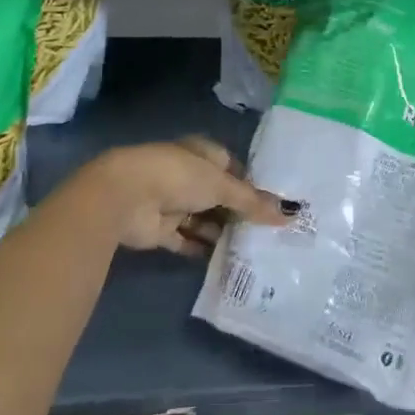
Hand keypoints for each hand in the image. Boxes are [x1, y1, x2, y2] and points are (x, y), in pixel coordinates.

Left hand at [68, 136, 291, 256]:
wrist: (125, 197)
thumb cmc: (178, 176)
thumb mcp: (221, 185)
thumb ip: (253, 202)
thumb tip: (289, 213)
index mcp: (202, 153)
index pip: (232, 168)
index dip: (251, 186)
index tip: (272, 206)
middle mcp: (187, 175)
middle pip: (218, 195)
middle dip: (238, 212)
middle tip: (267, 233)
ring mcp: (172, 202)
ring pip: (203, 219)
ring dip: (221, 232)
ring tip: (252, 250)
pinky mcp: (160, 230)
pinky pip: (186, 240)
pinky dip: (201, 249)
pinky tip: (224, 261)